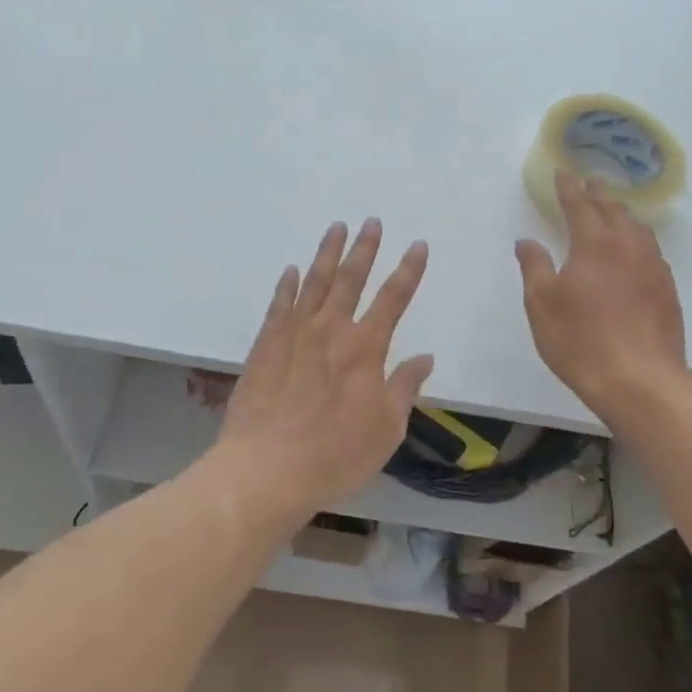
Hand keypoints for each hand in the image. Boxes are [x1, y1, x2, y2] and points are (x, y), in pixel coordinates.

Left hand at [211, 220, 432, 518]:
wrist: (265, 470)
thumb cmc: (335, 455)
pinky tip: (291, 270)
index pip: (394, 298)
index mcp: (365, 349)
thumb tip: (425, 357)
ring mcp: (294, 333)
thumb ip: (405, 388)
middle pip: (352, 278)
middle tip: (371, 221)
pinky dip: (287, 285)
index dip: (409, 270)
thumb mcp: (386, 429)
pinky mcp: (265, 345)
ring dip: (327, 253)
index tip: (418, 245)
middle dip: (365, 248)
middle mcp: (331, 330)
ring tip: (336, 228)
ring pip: (314, 282)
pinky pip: (279, 305)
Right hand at [516, 170, 687, 418]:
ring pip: (637, 228)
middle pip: (613, 210)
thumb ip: (534, 266)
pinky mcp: (667, 290)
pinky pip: (651, 250)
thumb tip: (527, 241)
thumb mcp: (542, 304)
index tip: (564, 172)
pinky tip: (635, 250)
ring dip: (622, 214)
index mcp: (594, 244)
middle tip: (590, 182)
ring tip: (614, 210)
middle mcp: (627, 246)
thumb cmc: (581, 340)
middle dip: (598, 194)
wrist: (640, 381)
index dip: (569, 188)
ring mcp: (653, 267)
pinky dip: (638, 239)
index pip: (580, 205)